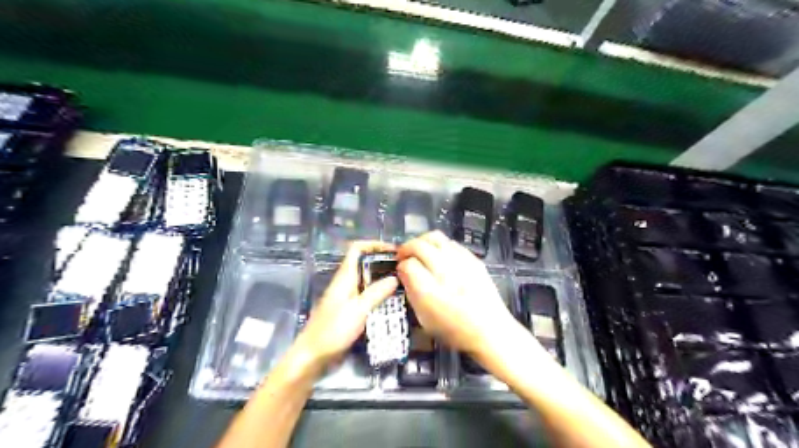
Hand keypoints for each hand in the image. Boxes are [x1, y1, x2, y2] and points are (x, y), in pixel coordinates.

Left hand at [296, 241, 398, 366]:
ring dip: (383, 279)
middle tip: (405, 269)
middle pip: (365, 263)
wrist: (313, 356)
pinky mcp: (350, 310)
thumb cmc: (332, 331)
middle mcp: (346, 283)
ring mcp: (348, 297)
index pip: (357, 249)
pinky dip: (380, 294)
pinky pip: (368, 295)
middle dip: (384, 262)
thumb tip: (395, 277)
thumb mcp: (358, 310)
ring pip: (368, 280)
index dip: (374, 245)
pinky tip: (393, 302)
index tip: (394, 250)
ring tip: (404, 284)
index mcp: (345, 277)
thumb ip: (376, 293)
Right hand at [398, 232, 518, 358]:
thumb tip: (404, 271)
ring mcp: (462, 261)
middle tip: (404, 256)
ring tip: (420, 252)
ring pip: (436, 237)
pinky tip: (440, 257)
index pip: (407, 263)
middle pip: (419, 244)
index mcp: (430, 287)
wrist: (491, 331)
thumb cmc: (455, 330)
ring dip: (423, 242)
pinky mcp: (474, 260)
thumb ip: (412, 291)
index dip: (400, 265)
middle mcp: (445, 268)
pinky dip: (441, 245)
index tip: (400, 271)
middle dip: (407, 248)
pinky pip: (452, 243)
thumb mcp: (425, 318)